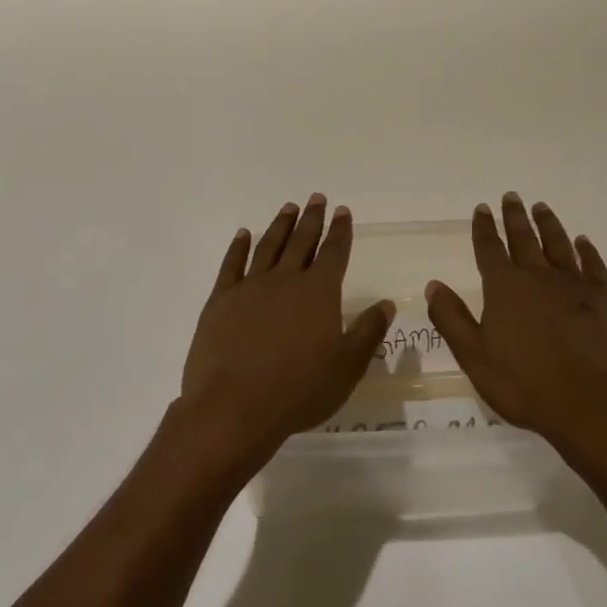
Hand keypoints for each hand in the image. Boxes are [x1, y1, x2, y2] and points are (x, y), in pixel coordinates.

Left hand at [179, 194, 394, 470]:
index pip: (334, 253)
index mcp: (318, 293)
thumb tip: (386, 304)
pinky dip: (238, 246)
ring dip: (280, 225)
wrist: (234, 408)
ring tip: (288, 207)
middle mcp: (285, 280)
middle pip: (301, 241)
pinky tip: (243, 234)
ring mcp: (249, 287)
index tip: (343, 211)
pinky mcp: (220, 301)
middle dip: (312, 219)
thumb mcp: (346, 368)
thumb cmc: (298, 391)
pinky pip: (231, 264)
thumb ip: (368, 332)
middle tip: (317, 198)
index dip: (340, 231)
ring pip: (268, 246)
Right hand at [426, 193, 606, 469]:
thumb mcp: (475, 358)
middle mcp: (539, 276)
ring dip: (548, 224)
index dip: (484, 227)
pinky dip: (586, 250)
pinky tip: (583, 242)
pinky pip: (593, 264)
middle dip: (515, 216)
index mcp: (505, 288)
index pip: (490, 249)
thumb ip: (452, 319)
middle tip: (512, 196)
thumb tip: (434, 285)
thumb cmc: (527, 386)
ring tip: (542, 207)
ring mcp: (576, 285)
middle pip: (524, 238)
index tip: (482, 208)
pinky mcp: (606, 298)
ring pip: (558, 244)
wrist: (595, 407)